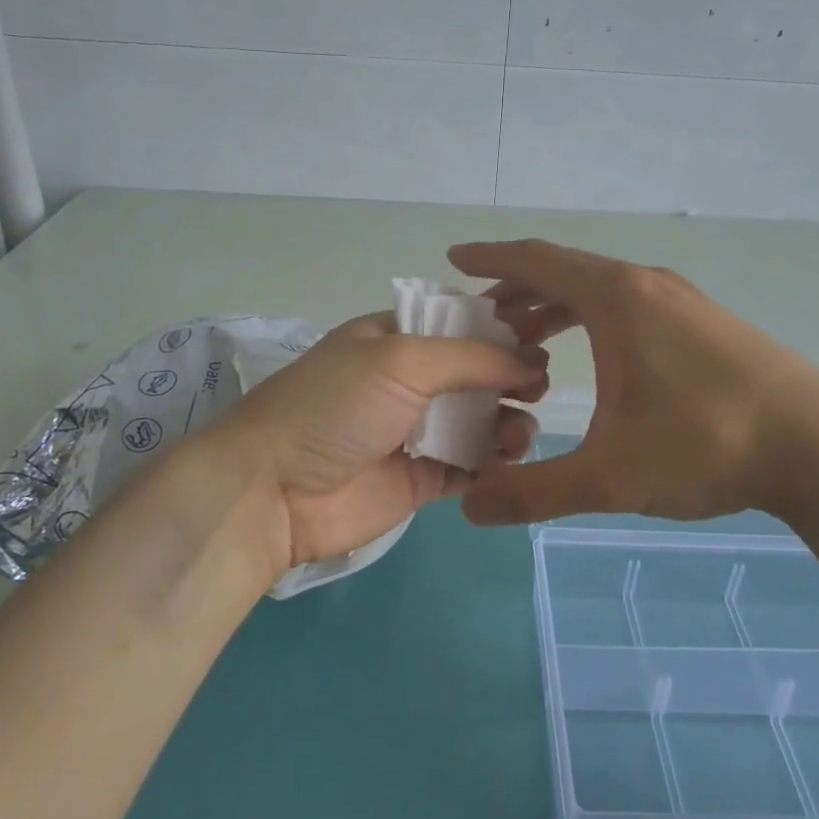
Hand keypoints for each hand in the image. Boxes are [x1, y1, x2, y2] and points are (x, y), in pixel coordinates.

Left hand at [203, 311, 547, 577]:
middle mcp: (409, 382)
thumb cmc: (335, 407)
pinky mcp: (422, 479)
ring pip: (481, 422)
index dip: (503, 334)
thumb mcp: (401, 360)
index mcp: (396, 339)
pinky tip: (510, 464)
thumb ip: (472, 357)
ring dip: (509, 424)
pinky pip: (471, 467)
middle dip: (512, 381)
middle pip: (477, 375)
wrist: (274, 491)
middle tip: (537, 393)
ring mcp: (416, 432)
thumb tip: (534, 360)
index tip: (544, 344)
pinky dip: (495, 465)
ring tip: (519, 436)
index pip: (461, 327)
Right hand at [447, 239, 818, 525]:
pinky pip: (631, 304)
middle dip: (517, 289)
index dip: (489, 258)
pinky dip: (594, 317)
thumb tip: (471, 508)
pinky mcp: (707, 323)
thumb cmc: (706, 445)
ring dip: (556, 306)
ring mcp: (683, 300)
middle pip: (566, 271)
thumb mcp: (609, 477)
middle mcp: (648, 285)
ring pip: (601, 289)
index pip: (536, 260)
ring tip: (525, 337)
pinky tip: (595, 356)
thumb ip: (534, 492)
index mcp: (617, 298)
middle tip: (481, 316)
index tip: (453, 260)